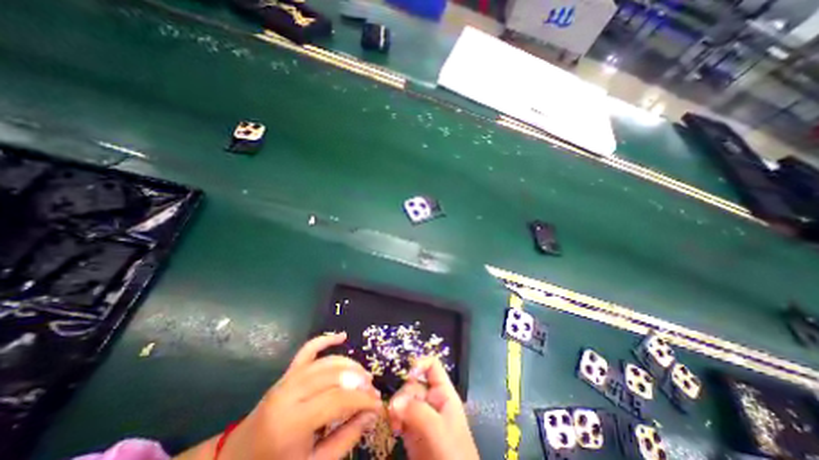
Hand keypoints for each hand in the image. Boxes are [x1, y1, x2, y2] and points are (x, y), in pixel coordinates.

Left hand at [218, 332, 384, 457]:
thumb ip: (345, 439)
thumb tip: (371, 415)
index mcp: (292, 423)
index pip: (338, 399)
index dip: (363, 399)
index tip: (378, 404)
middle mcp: (289, 394)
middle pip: (335, 376)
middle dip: (359, 381)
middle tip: (373, 391)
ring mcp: (287, 379)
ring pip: (326, 362)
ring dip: (350, 365)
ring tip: (364, 376)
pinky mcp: (287, 372)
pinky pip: (308, 349)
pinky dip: (326, 339)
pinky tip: (342, 337)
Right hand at [388, 359, 481, 459]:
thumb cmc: (453, 454)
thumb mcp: (439, 430)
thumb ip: (418, 412)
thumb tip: (394, 402)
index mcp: (443, 393)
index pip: (432, 366)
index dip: (419, 364)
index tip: (407, 375)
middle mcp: (431, 400)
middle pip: (413, 383)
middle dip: (403, 394)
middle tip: (396, 409)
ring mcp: (421, 415)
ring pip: (404, 399)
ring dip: (396, 407)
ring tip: (395, 423)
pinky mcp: (412, 430)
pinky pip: (399, 416)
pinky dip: (394, 419)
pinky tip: (394, 429)